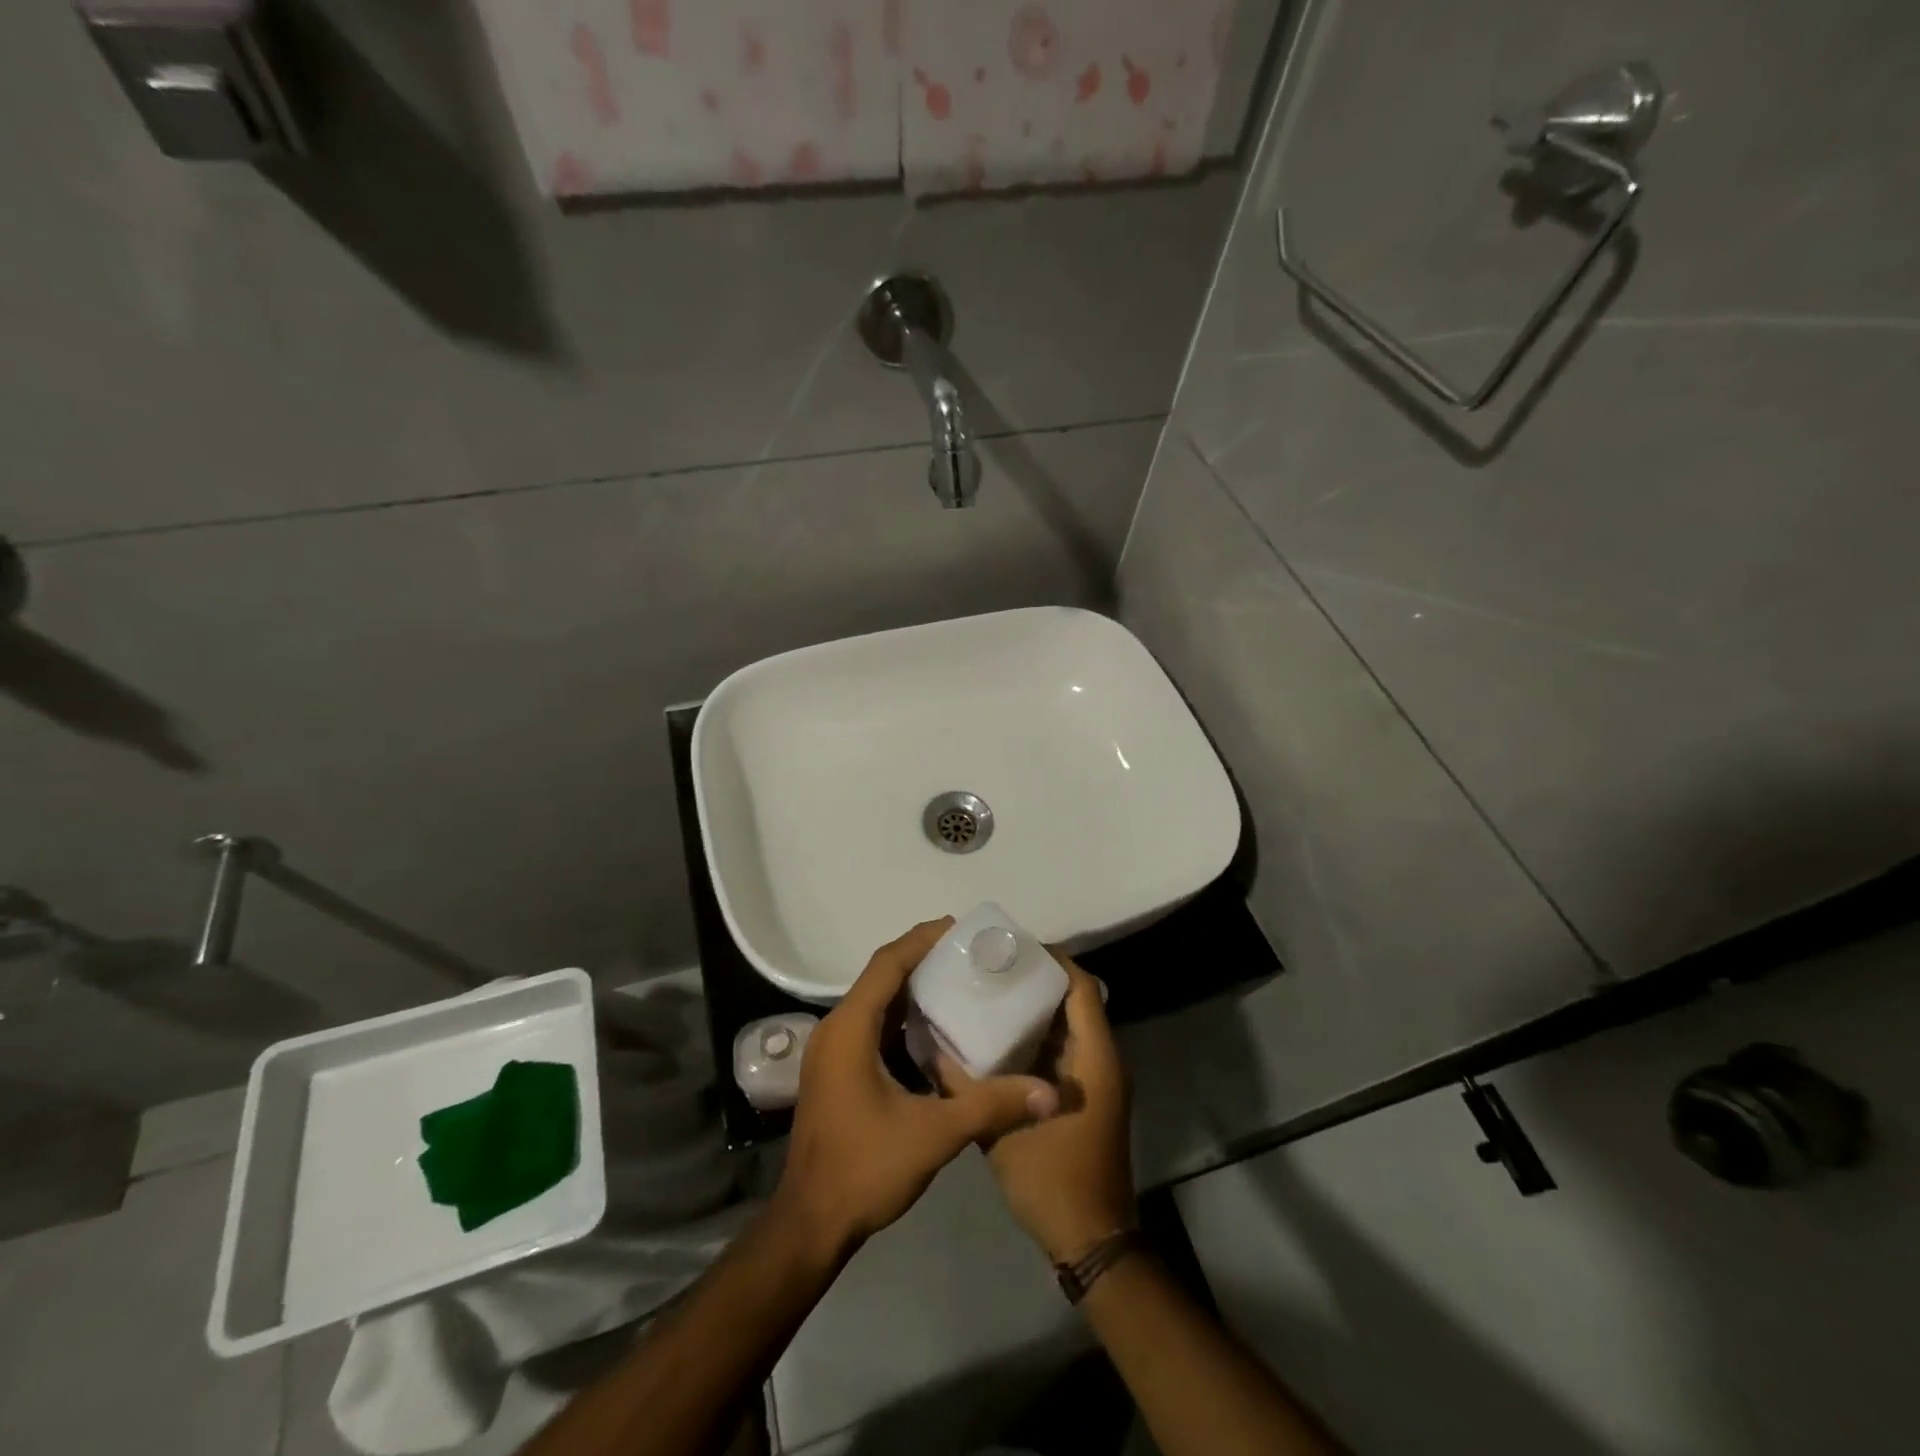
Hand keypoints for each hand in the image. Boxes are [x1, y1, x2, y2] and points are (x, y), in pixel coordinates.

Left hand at [774, 918, 1060, 1260]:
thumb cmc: (865, 1169)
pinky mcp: (835, 1072)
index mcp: (850, 1028)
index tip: (960, 928)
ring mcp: (831, 1052)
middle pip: (880, 977)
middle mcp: (835, 1030)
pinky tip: (934, 1030)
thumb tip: (1049, 1093)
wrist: (810, 1225)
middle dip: (922, 959)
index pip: (887, 964)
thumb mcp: (935, 1134)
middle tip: (969, 953)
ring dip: (911, 988)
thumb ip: (992, 1105)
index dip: (921, 940)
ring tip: (959, 981)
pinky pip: (870, 1027)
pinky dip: (901, 1018)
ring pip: (874, 1003)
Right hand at [977, 953, 1134, 1262]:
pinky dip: (1036, 1036)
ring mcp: (1094, 1079)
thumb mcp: (1001, 1132)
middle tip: (990, 968)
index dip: (1050, 960)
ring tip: (988, 992)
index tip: (1009, 948)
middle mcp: (1101, 1059)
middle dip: (1035, 979)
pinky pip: (1063, 1049)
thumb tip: (931, 1046)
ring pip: (1068, 1025)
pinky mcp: (1082, 1095)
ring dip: (1035, 1007)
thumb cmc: (1053, 1179)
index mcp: (1094, 1057)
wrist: (1090, 1240)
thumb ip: (965, 1087)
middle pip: (1074, 999)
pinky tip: (996, 1038)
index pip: (1080, 986)